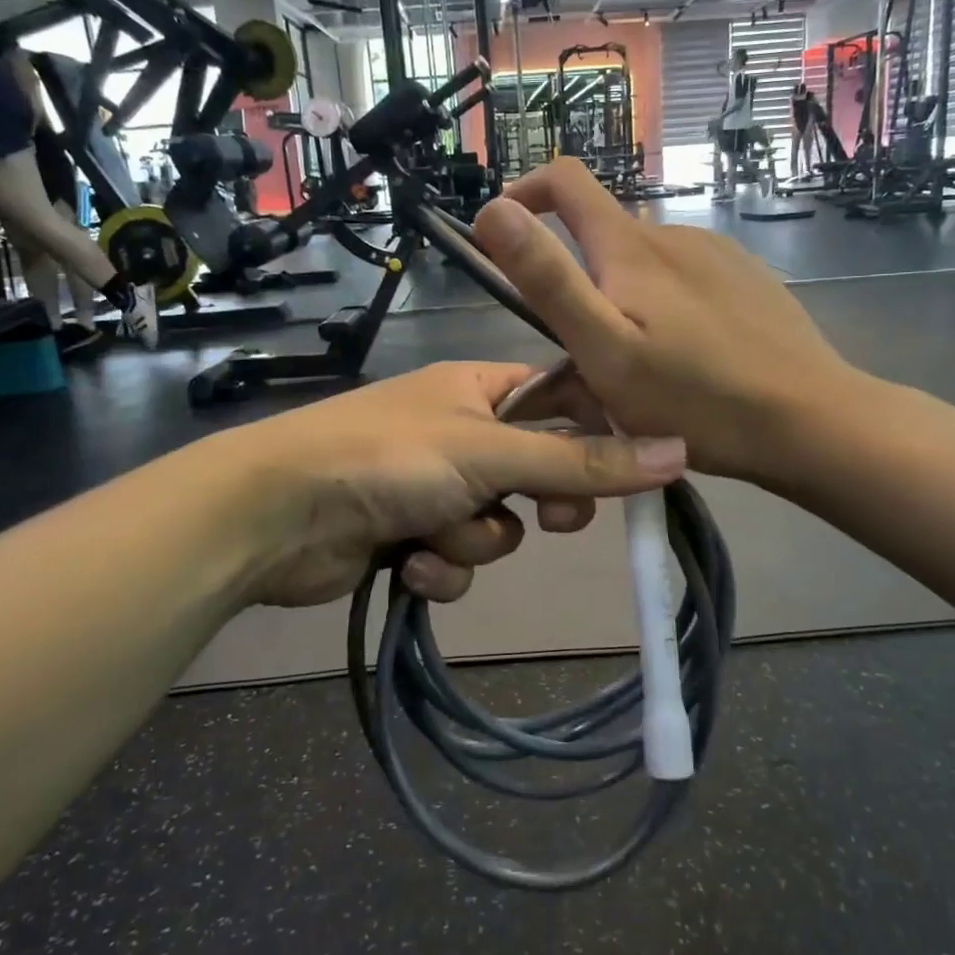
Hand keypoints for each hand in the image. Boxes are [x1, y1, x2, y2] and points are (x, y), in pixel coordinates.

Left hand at [221, 362, 685, 608]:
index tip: (622, 470)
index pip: (561, 398)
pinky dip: (439, 566)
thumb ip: (582, 459)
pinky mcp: (407, 533)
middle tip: (547, 515)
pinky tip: (408, 566)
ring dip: (473, 540)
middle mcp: (461, 431)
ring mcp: (433, 484)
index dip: (594, 433)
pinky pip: (456, 557)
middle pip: (535, 469)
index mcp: (479, 388)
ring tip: (434, 535)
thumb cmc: (389, 458)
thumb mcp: (492, 453)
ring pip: (496, 524)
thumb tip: (678, 451)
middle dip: (537, 501)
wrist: (276, 515)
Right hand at [472, 158, 854, 484]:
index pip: (566, 179)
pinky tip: (689, 359)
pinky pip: (685, 280)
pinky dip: (666, 308)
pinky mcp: (747, 279)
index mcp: (630, 247)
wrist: (811, 421)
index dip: (526, 192)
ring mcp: (717, 254)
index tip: (504, 237)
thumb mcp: (605, 350)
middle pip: (603, 237)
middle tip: (586, 359)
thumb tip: (493, 207)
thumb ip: (548, 279)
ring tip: (640, 370)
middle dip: (580, 284)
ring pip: (644, 266)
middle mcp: (673, 234)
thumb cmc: (697, 398)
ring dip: (625, 302)